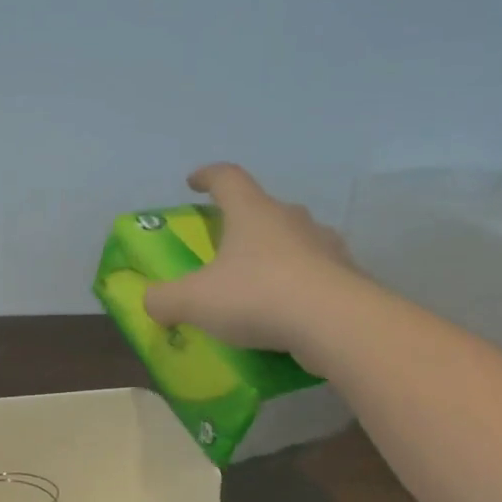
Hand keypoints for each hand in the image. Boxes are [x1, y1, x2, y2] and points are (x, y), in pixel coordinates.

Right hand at [143, 164, 354, 355]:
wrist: (336, 324)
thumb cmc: (257, 296)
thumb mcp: (193, 301)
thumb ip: (164, 299)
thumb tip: (152, 302)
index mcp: (252, 212)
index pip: (227, 178)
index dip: (207, 177)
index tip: (194, 182)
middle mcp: (292, 219)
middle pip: (264, 209)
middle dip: (243, 223)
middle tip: (225, 246)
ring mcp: (326, 246)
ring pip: (295, 241)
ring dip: (275, 255)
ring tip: (258, 284)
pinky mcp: (348, 277)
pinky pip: (317, 275)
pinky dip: (300, 287)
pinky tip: (288, 314)